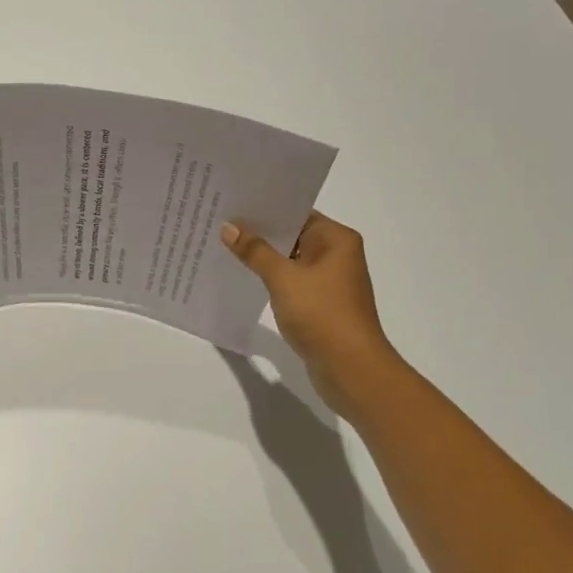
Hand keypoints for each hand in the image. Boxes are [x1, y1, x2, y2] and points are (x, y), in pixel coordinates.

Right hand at [222, 211, 399, 410]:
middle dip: (259, 232)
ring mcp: (330, 281)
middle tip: (221, 221)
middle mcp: (337, 255)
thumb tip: (229, 227)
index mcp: (336, 239)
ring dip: (263, 257)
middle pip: (293, 234)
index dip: (265, 208)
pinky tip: (244, 276)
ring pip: (290, 260)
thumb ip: (255, 251)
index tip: (233, 202)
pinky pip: (291, 281)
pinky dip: (271, 278)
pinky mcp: (321, 304)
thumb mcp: (283, 278)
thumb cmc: (322, 314)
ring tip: (225, 245)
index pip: (297, 212)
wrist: (351, 369)